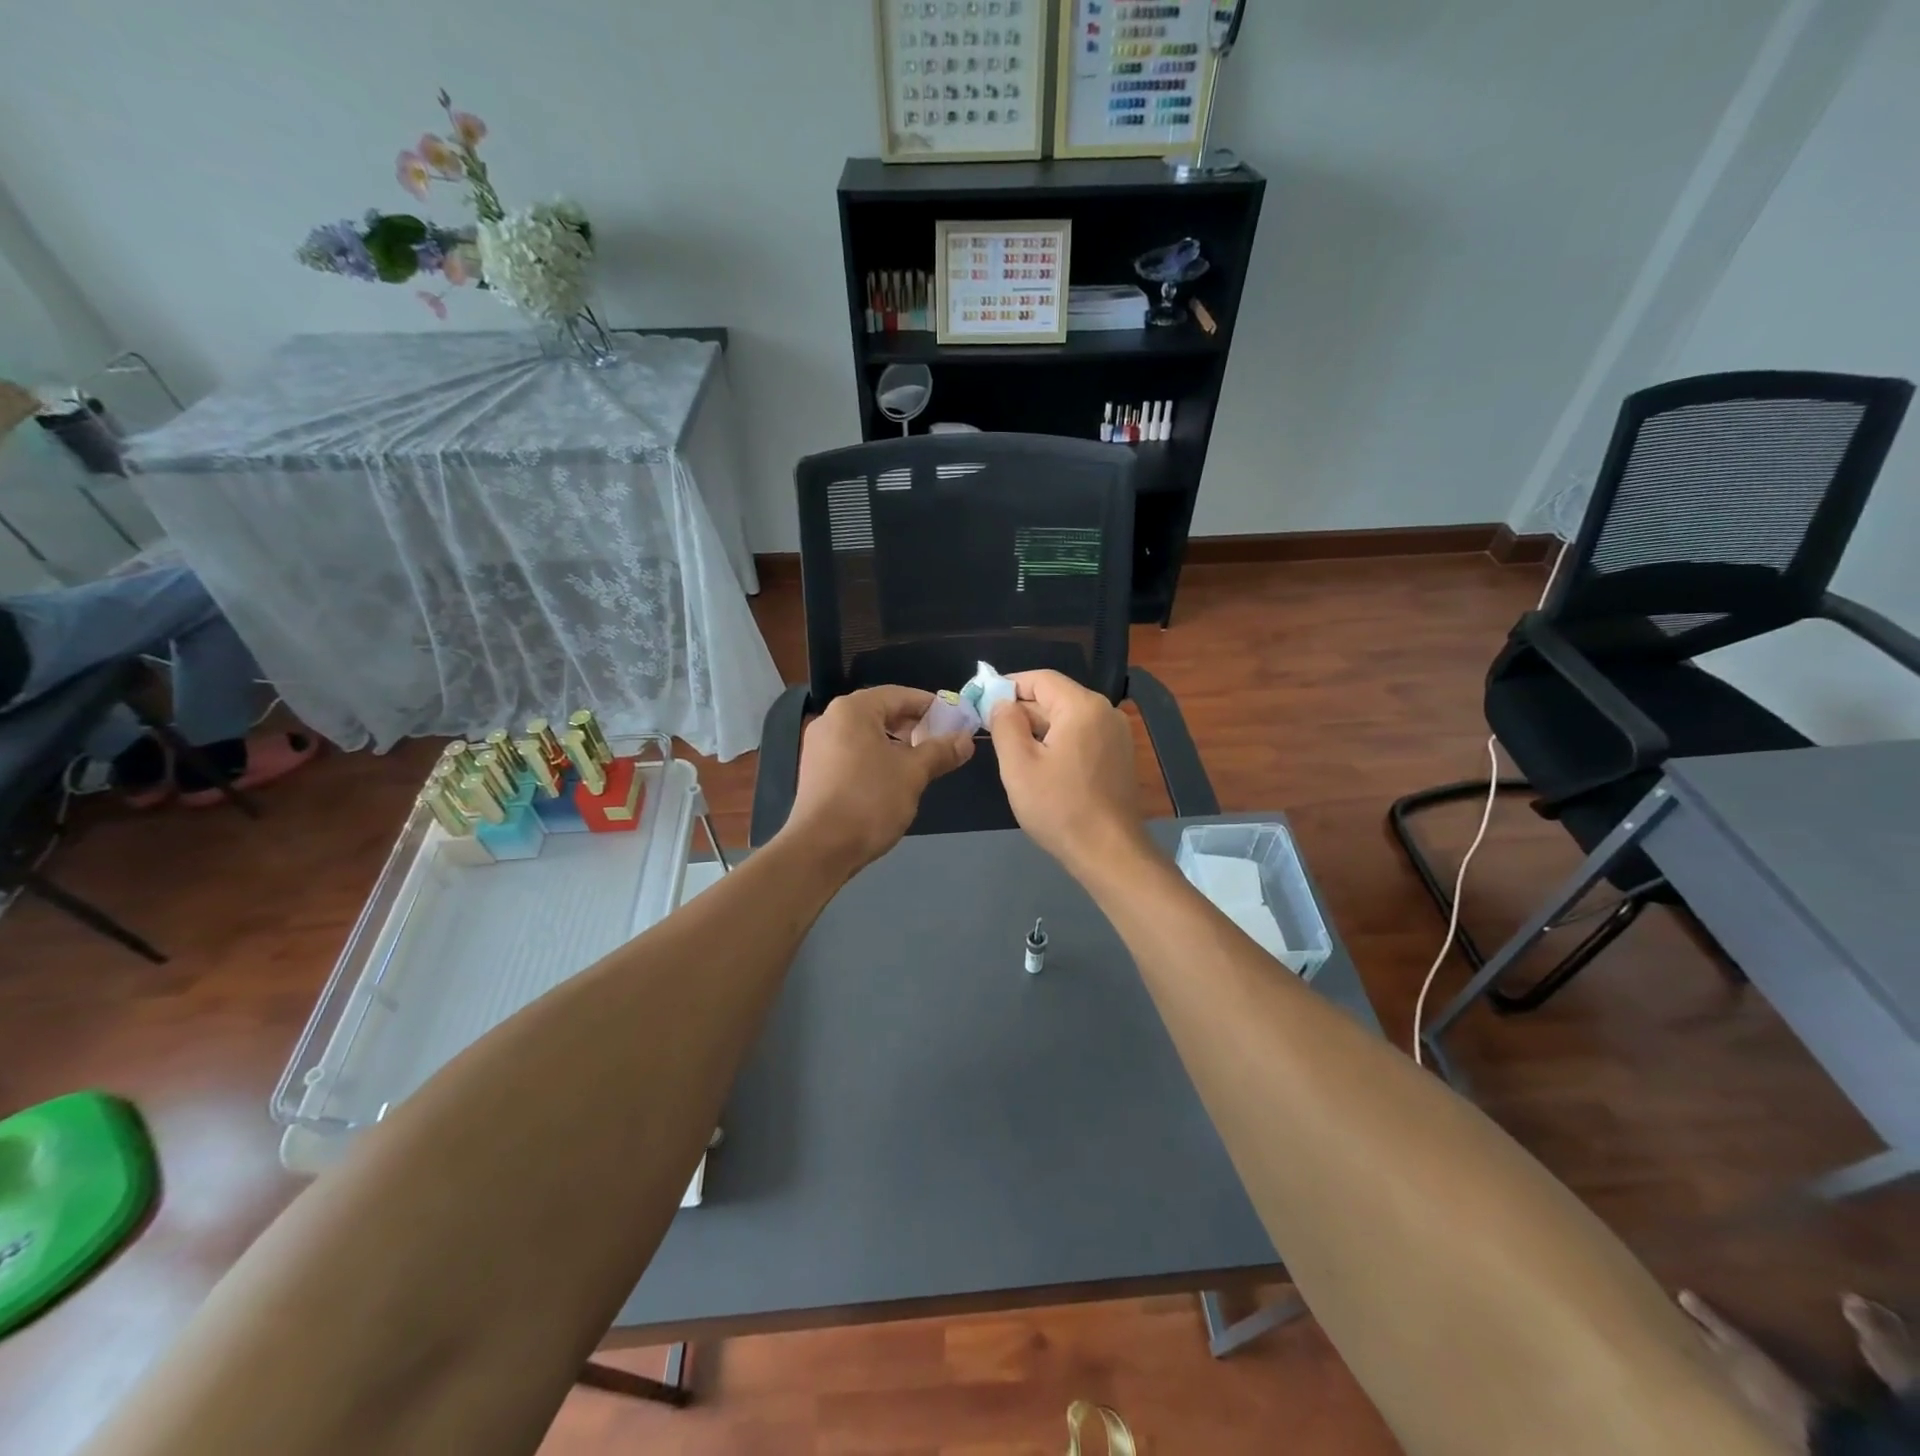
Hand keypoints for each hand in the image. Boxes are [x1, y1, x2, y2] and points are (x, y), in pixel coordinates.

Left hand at [782, 686, 973, 874]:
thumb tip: (966, 740)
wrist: (820, 848)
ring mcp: (819, 746)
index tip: (956, 720)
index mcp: (853, 710)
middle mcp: (831, 719)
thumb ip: (941, 752)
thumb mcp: (913, 774)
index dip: (931, 706)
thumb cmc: (870, 801)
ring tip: (922, 762)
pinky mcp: (815, 771)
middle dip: (914, 725)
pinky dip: (876, 757)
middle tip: (942, 742)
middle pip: (881, 712)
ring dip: (897, 744)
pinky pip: (853, 753)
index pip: (900, 695)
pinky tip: (894, 779)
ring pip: (867, 734)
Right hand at [987, 670, 1150, 878]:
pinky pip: (1081, 736)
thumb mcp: (1018, 764)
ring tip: (1010, 751)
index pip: (1040, 679)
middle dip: (1021, 710)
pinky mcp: (1118, 756)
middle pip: (1055, 698)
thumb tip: (1001, 703)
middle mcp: (1105, 712)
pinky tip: (1039, 766)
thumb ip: (1005, 724)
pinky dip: (1057, 742)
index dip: (1008, 685)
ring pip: (1067, 719)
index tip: (982, 702)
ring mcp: (1116, 735)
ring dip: (1037, 729)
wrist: (1108, 852)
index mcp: (1082, 706)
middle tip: (990, 730)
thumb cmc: (1059, 807)